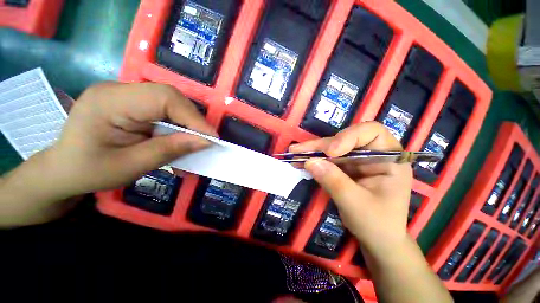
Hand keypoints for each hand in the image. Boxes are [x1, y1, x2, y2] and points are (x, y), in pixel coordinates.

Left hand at [46, 82, 215, 198]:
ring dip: (187, 124)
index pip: (164, 98)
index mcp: (110, 101)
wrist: (62, 170)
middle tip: (206, 141)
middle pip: (170, 97)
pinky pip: (164, 110)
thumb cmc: (88, 172)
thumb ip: (170, 150)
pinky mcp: (132, 103)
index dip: (193, 118)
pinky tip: (179, 139)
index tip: (211, 138)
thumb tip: (206, 141)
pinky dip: (177, 126)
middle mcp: (118, 90)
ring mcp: (125, 94)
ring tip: (195, 142)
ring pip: (171, 103)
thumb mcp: (131, 166)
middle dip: (193, 120)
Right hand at [290, 122, 411, 254]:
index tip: (331, 152)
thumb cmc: (377, 224)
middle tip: (298, 150)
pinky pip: (327, 159)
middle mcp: (373, 154)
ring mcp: (358, 160)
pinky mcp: (346, 167)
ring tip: (294, 153)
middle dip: (321, 145)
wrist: (377, 239)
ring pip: (332, 148)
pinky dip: (314, 160)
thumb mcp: (356, 204)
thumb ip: (334, 181)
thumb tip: (310, 162)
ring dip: (313, 151)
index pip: (371, 132)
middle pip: (345, 139)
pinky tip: (300, 161)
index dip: (348, 136)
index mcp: (389, 159)